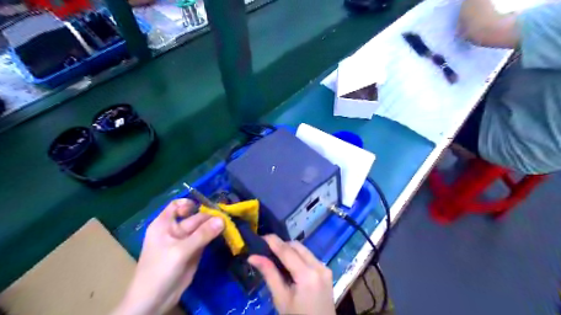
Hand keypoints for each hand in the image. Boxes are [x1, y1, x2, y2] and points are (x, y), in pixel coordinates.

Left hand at [112, 201, 225, 313]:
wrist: (154, 301)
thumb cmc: (159, 271)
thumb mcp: (180, 251)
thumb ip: (202, 234)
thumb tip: (222, 219)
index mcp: (165, 224)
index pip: (177, 205)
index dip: (190, 204)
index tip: (205, 208)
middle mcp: (175, 229)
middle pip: (195, 217)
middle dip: (210, 216)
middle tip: (228, 218)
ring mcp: (186, 240)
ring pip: (203, 228)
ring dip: (215, 226)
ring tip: (230, 224)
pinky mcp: (194, 251)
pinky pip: (206, 239)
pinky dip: (215, 236)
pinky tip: (227, 233)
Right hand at [249, 235, 334, 314]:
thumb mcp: (281, 298)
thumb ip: (269, 274)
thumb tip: (252, 257)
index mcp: (307, 275)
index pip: (287, 251)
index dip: (273, 242)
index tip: (260, 236)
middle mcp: (319, 266)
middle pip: (297, 246)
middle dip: (281, 245)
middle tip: (265, 249)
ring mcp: (325, 268)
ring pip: (304, 250)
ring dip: (289, 250)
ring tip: (275, 257)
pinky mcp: (326, 272)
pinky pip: (309, 257)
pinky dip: (298, 256)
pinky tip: (288, 264)